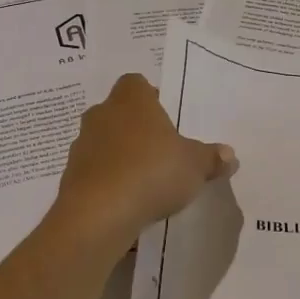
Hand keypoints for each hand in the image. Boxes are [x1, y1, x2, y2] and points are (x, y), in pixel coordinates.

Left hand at [52, 74, 237, 245]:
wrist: (98, 214)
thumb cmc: (151, 172)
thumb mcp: (195, 166)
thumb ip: (211, 158)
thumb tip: (229, 154)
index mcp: (131, 99)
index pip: (137, 84)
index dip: (152, 97)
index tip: (168, 119)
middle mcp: (102, 114)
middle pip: (120, 112)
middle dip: (138, 129)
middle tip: (162, 150)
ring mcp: (82, 145)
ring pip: (106, 142)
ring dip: (122, 156)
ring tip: (146, 180)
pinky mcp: (71, 176)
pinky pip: (96, 171)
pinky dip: (109, 181)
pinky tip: (128, 201)